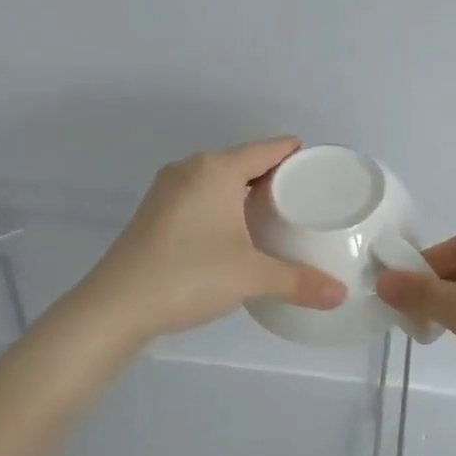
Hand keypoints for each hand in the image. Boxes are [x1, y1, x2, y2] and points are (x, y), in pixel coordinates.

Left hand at [78, 138, 346, 344]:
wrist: (115, 307)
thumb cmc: (189, 276)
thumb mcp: (251, 277)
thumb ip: (299, 282)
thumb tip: (341, 295)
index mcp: (216, 169)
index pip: (268, 148)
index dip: (297, 155)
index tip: (321, 169)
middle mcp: (191, 168)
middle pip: (243, 159)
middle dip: (274, 174)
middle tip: (306, 197)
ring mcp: (167, 189)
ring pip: (219, 177)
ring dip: (246, 189)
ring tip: (276, 213)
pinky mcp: (154, 211)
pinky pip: (200, 193)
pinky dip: (222, 202)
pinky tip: (234, 229)